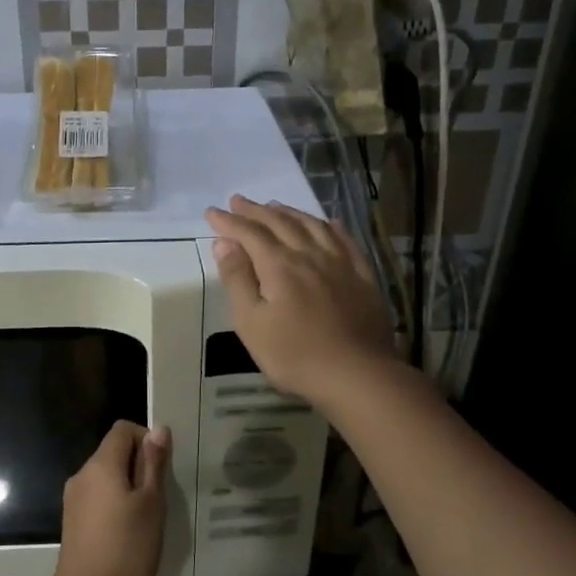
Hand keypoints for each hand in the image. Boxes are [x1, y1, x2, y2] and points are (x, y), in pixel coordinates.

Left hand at [50, 422, 169, 575]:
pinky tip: (131, 532)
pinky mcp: (73, 522)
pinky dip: (116, 504)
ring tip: (149, 516)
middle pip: (114, 452)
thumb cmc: (126, 548)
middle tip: (162, 495)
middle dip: (140, 465)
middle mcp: (82, 475)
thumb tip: (158, 428)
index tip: (163, 467)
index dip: (146, 439)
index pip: (123, 429)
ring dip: (130, 487)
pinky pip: (99, 498)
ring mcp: (74, 500)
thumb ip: (153, 464)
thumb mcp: (151, 503)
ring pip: (107, 477)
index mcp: (100, 464)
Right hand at [204, 195, 397, 405]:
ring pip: (312, 226)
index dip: (228, 221)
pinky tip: (328, 223)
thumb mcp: (251, 323)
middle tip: (238, 201)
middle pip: (280, 223)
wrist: (356, 374)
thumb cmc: (294, 354)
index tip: (212, 212)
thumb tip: (225, 243)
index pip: (249, 233)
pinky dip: (331, 226)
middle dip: (256, 211)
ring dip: (290, 212)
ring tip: (275, 206)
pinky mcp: (363, 277)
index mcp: (279, 265)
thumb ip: (237, 279)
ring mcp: (340, 263)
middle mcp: (310, 254)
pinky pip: (345, 240)